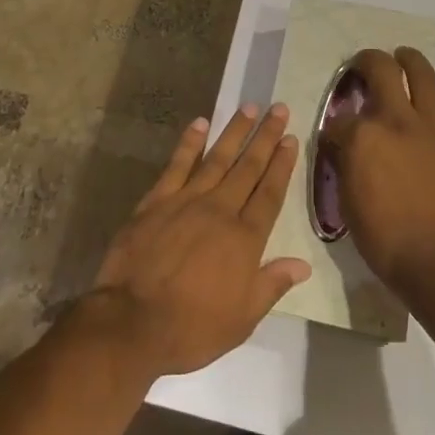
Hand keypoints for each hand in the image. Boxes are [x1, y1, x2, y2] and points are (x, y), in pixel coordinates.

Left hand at [89, 106, 311, 376]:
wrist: (131, 323)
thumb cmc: (192, 327)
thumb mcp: (242, 318)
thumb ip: (272, 284)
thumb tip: (303, 264)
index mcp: (244, 238)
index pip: (269, 193)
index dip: (282, 165)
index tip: (291, 139)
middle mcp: (220, 210)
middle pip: (248, 167)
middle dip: (265, 137)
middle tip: (279, 109)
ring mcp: (186, 201)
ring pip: (217, 158)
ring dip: (234, 131)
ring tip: (249, 107)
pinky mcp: (156, 201)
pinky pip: (177, 165)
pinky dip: (189, 143)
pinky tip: (199, 123)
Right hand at [322, 47, 434, 294]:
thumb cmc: (383, 239)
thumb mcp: (347, 201)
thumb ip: (345, 164)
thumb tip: (343, 146)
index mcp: (362, 135)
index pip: (340, 118)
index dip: (334, 127)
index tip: (335, 138)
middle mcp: (396, 119)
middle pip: (380, 70)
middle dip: (366, 61)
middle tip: (362, 66)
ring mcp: (433, 126)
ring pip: (423, 74)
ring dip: (410, 59)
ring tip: (403, 55)